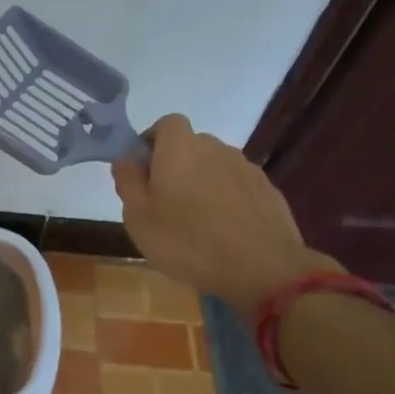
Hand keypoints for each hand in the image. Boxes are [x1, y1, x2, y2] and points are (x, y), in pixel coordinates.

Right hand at [111, 114, 336, 316]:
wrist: (262, 269)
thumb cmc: (188, 242)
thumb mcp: (139, 218)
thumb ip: (128, 182)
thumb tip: (126, 160)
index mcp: (180, 149)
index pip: (166, 123)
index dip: (153, 141)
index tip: (145, 171)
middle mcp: (215, 148)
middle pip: (192, 145)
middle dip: (177, 164)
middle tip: (166, 201)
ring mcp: (246, 168)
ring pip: (216, 166)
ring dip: (204, 182)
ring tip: (198, 220)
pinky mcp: (268, 190)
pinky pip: (238, 186)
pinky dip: (229, 199)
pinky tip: (226, 230)